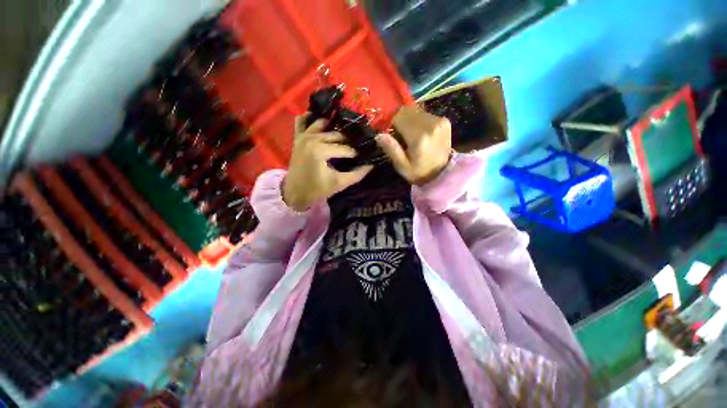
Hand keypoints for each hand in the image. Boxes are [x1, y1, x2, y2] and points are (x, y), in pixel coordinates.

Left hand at [282, 113, 372, 210]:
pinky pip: (301, 121)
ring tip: (343, 136)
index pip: (345, 148)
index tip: (362, 156)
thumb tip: (371, 165)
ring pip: (322, 124)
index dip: (355, 153)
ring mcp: (303, 136)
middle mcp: (312, 139)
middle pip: (336, 135)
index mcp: (321, 150)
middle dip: (347, 141)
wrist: (295, 193)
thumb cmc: (317, 189)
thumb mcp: (339, 183)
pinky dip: (309, 119)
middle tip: (355, 146)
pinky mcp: (297, 138)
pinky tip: (321, 123)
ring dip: (333, 128)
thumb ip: (357, 174)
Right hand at [376, 106, 451, 184]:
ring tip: (412, 136)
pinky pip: (425, 114)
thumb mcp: (402, 166)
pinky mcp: (445, 120)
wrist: (442, 173)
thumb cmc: (418, 172)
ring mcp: (440, 121)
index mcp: (419, 138)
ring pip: (416, 111)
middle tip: (401, 136)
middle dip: (400, 120)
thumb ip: (391, 149)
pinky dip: (419, 121)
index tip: (392, 134)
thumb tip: (379, 135)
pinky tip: (421, 134)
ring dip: (410, 120)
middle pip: (407, 111)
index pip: (399, 117)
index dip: (392, 123)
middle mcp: (430, 125)